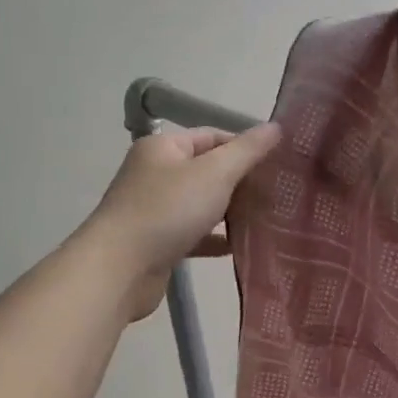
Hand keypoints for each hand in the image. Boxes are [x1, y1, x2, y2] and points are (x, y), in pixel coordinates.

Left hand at [82, 124, 282, 320]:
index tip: (278, 163)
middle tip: (279, 192)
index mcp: (164, 148)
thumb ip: (247, 151)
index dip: (245, 146)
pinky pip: (195, 234)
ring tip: (268, 218)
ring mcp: (155, 210)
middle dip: (242, 181)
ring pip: (202, 204)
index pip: (212, 136)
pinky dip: (217, 238)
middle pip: (208, 170)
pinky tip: (242, 246)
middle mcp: (156, 174)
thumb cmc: (168, 211)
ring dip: (231, 211)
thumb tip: (276, 126)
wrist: (119, 270)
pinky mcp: (158, 243)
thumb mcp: (215, 173)